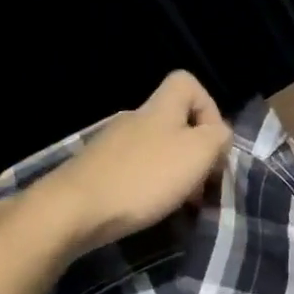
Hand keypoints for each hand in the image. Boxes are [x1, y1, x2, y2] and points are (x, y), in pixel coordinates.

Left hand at [14, 71, 231, 256]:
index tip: (214, 142)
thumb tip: (219, 135)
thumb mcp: (198, 153)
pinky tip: (152, 209)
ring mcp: (113, 145)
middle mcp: (134, 119)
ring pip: (158, 150)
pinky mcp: (98, 171)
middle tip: (203, 185)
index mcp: (159, 109)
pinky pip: (137, 171)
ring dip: (176, 174)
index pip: (186, 83)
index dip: (209, 107)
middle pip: (175, 123)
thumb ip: (218, 137)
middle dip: (196, 153)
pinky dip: (151, 188)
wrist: (74, 210)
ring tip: (181, 203)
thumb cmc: (144, 178)